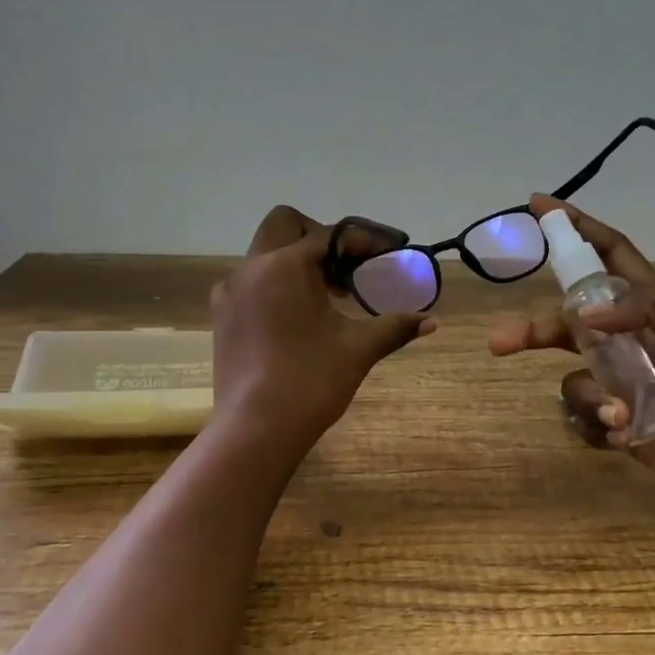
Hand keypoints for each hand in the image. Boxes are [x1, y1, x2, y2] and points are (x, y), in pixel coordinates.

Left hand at [212, 205, 436, 443]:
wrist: (256, 429)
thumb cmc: (311, 381)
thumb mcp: (359, 349)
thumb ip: (394, 326)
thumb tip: (431, 321)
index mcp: (286, 265)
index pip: (330, 235)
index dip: (364, 241)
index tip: (388, 253)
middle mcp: (252, 268)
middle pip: (285, 225)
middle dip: (319, 236)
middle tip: (347, 265)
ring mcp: (230, 293)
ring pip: (265, 255)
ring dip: (298, 262)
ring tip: (330, 295)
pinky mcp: (223, 318)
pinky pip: (252, 284)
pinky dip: (278, 286)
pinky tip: (299, 318)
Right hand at [488, 196, 654, 514]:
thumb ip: (649, 307)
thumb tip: (584, 314)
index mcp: (650, 307)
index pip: (608, 255)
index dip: (576, 227)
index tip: (538, 206)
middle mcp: (625, 340)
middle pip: (566, 321)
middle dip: (533, 328)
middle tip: (501, 341)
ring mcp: (617, 382)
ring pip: (572, 378)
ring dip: (592, 396)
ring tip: (623, 415)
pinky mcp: (615, 421)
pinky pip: (582, 417)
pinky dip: (597, 425)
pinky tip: (627, 434)